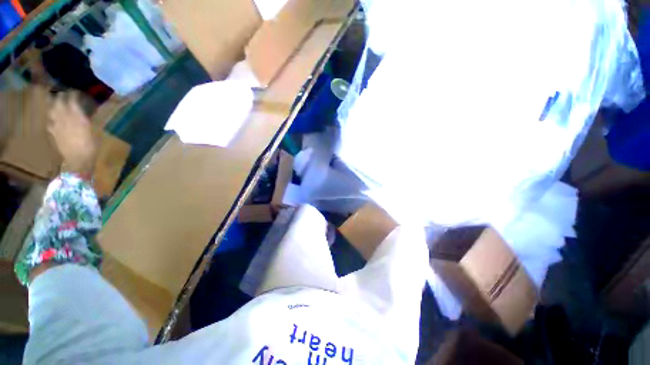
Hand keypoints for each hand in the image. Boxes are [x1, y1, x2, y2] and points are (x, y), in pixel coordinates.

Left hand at [48, 93, 96, 174]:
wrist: (78, 159)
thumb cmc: (91, 145)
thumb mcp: (95, 131)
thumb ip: (88, 119)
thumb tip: (87, 111)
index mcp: (77, 116)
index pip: (72, 99)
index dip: (73, 94)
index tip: (75, 91)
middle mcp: (65, 117)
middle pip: (59, 102)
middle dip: (61, 96)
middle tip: (63, 93)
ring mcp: (57, 124)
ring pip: (52, 110)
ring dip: (53, 105)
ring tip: (56, 102)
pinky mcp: (53, 132)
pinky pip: (50, 122)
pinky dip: (51, 118)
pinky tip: (53, 119)